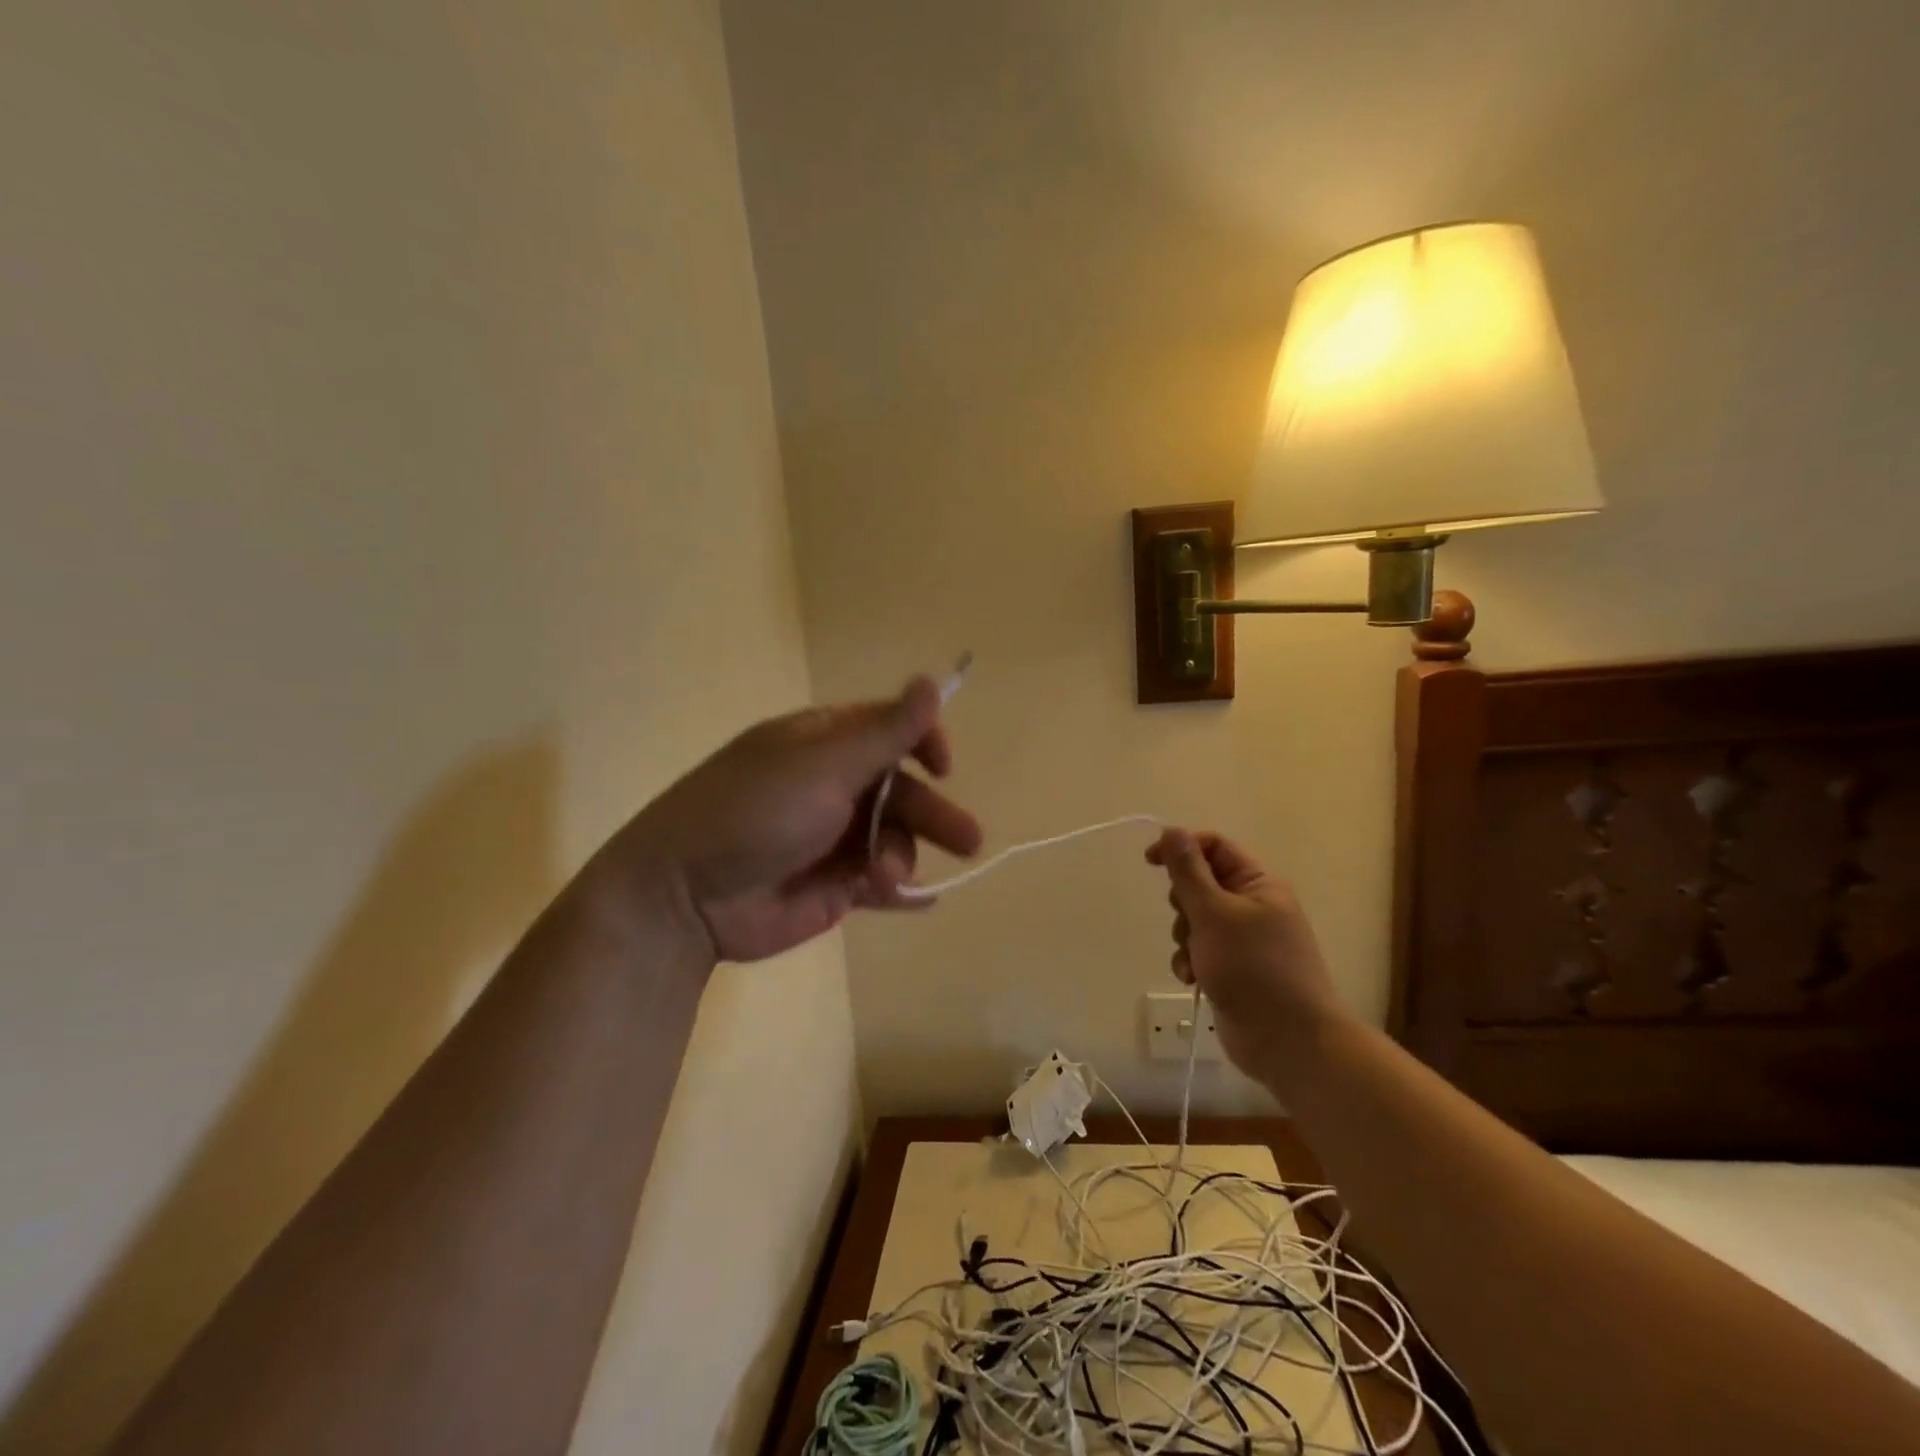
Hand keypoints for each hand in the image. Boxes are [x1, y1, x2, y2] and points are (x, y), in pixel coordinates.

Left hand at [592, 677, 981, 965]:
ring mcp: (832, 838)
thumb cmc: (754, 813)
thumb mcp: (822, 766)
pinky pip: (881, 881)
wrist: (685, 897)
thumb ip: (885, 732)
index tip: (943, 765)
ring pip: (895, 838)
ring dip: (902, 856)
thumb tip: (933, 681)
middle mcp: (830, 785)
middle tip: (969, 841)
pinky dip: (902, 890)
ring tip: (888, 878)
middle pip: (901, 789)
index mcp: (822, 744)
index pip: (886, 729)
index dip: (921, 741)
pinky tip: (919, 900)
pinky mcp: (832, 886)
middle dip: (933, 813)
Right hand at [1146, 828, 1343, 1074]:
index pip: (1214, 846)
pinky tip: (1192, 978)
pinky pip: (1199, 950)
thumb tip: (1172, 830)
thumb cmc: (1253, 968)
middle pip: (1200, 883)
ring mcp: (1243, 940)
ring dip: (1184, 937)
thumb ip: (1188, 871)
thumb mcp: (1214, 913)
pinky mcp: (1232, 968)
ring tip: (1194, 959)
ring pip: (1195, 919)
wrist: (1288, 1041)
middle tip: (1189, 922)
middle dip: (1183, 904)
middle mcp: (1253, 906)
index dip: (1181, 848)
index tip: (1150, 861)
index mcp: (1258, 884)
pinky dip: (1190, 960)